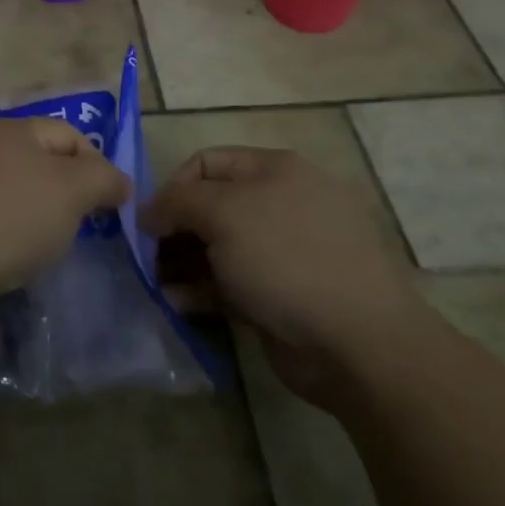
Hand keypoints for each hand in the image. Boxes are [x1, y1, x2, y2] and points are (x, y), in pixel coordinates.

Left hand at [0, 117, 130, 303]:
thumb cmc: (12, 218)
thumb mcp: (73, 190)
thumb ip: (104, 179)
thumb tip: (119, 182)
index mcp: (9, 129)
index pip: (68, 134)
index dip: (98, 164)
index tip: (114, 204)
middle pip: (41, 162)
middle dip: (69, 192)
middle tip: (86, 225)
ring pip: (16, 193)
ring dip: (40, 216)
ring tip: (52, 246)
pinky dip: (11, 235)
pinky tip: (17, 259)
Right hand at [141, 147, 422, 399]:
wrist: (358, 343)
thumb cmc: (286, 259)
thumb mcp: (223, 214)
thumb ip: (176, 203)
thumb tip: (146, 211)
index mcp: (275, 170)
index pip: (207, 162)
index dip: (172, 186)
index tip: (147, 220)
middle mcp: (281, 204)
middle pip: (212, 206)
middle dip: (175, 229)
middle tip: (146, 257)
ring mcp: (285, 252)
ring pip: (219, 248)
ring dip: (182, 263)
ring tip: (156, 284)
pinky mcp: (283, 295)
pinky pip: (232, 283)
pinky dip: (203, 291)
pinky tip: (177, 304)